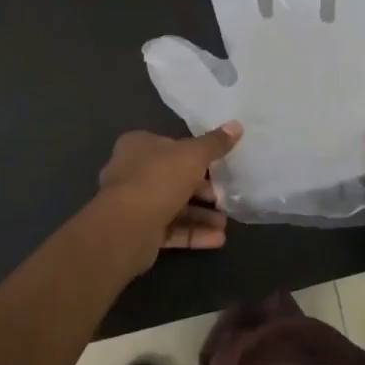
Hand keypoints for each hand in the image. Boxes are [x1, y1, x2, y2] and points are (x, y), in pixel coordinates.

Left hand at [95, 124, 242, 272]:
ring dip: (201, 215)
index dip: (195, 156)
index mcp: (138, 146)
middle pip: (174, 178)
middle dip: (202, 190)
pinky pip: (170, 230)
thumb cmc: (159, 179)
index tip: (218, 166)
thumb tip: (237, 125)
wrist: (127, 227)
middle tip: (224, 198)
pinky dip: (193, 233)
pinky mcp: (139, 232)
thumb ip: (215, 143)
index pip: (170, 146)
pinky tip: (218, 239)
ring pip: (173, 206)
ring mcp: (133, 204)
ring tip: (224, 224)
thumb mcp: (193, 155)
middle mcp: (132, 172)